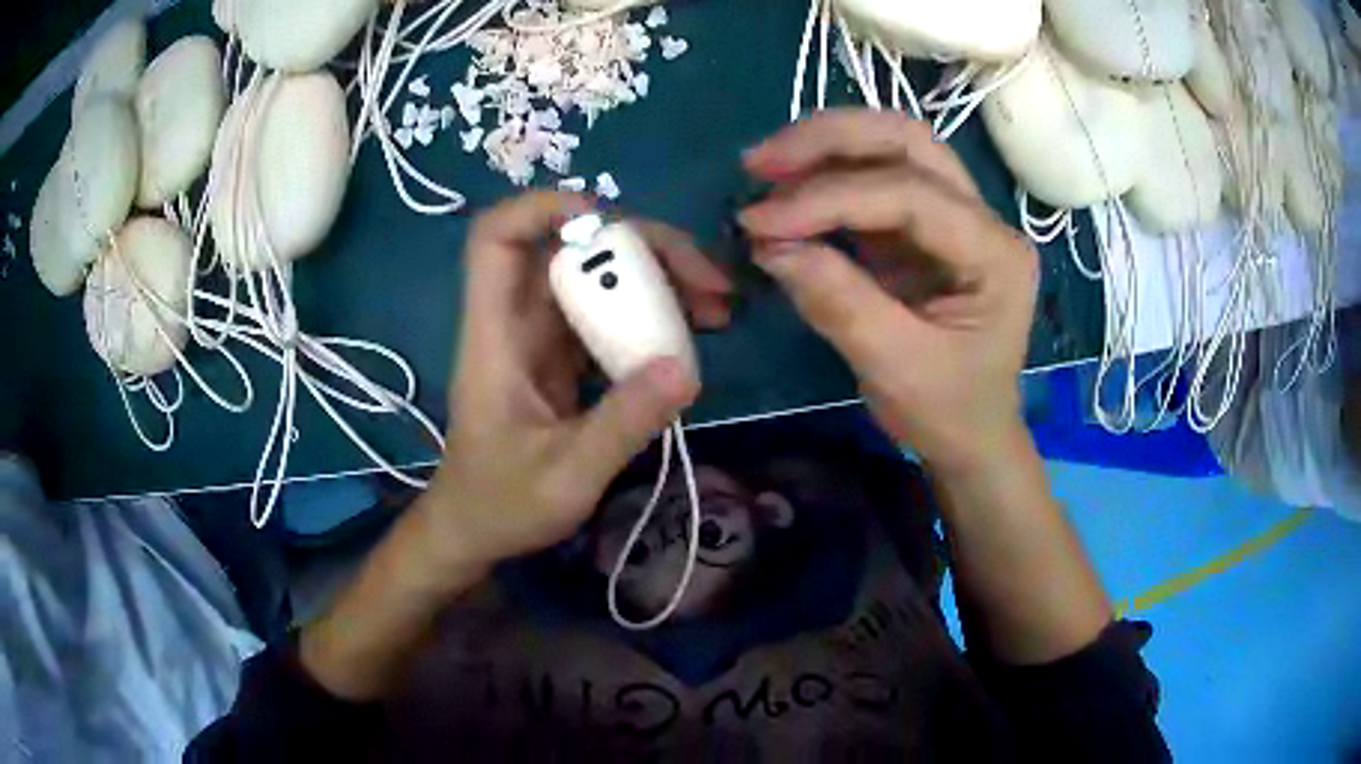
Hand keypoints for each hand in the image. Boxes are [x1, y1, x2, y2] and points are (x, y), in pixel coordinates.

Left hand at [423, 191, 733, 571]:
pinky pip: (608, 316)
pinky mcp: (563, 358)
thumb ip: (620, 426)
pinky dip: (651, 315)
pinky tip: (690, 336)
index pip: (496, 239)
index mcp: (495, 336)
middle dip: (641, 248)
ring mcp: (541, 339)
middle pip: (571, 249)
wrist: (475, 531)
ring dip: (656, 281)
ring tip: (714, 308)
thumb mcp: (565, 478)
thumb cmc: (501, 505)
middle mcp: (517, 322)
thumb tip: (684, 367)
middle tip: (708, 284)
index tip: (609, 221)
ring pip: (596, 278)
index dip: (542, 208)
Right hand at [740, 110, 1037, 473]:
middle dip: (830, 139)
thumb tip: (768, 244)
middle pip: (907, 141)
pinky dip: (829, 177)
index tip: (759, 221)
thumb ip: (838, 302)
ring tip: (766, 168)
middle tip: (760, 162)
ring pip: (893, 147)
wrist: (971, 436)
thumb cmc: (948, 411)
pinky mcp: (926, 227)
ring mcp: (957, 216)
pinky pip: (877, 179)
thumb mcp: (895, 368)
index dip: (829, 197)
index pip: (910, 194)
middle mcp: (983, 219)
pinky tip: (789, 191)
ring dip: (827, 146)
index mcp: (995, 253)